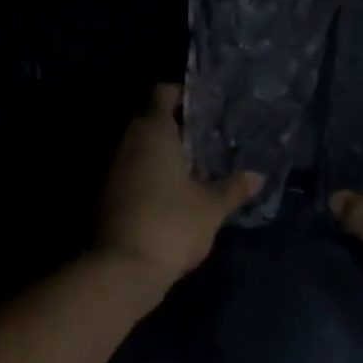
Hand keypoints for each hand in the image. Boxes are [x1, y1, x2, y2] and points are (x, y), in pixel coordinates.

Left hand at [97, 84, 262, 288]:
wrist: (121, 269)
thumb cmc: (171, 224)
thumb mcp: (211, 208)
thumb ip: (234, 189)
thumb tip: (257, 176)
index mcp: (152, 131)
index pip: (163, 93)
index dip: (184, 96)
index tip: (207, 109)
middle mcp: (126, 142)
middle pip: (150, 122)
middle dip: (177, 130)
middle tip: (208, 143)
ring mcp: (110, 171)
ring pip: (139, 151)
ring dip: (163, 158)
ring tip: (195, 172)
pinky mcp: (105, 198)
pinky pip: (131, 175)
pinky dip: (149, 179)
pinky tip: (173, 197)